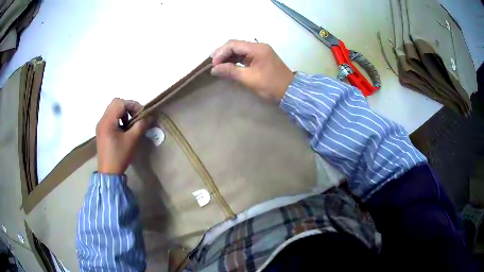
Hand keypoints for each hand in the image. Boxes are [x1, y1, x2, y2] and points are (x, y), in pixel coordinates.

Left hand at [96, 98, 147, 173]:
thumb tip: (148, 117)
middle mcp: (102, 120)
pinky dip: (118, 119)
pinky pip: (110, 118)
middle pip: (115, 103)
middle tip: (136, 117)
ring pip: (112, 110)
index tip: (142, 115)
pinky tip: (123, 129)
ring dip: (123, 113)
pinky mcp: (101, 131)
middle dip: (128, 107)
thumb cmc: (119, 156)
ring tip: (130, 124)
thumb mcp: (132, 140)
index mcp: (108, 121)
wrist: (109, 173)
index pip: (121, 103)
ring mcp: (101, 126)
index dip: (133, 105)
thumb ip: (140, 125)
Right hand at [211, 40, 293, 101]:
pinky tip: (228, 66)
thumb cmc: (270, 85)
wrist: (290, 92)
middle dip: (223, 53)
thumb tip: (214, 69)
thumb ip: (230, 71)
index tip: (213, 64)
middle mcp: (258, 46)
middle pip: (236, 45)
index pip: (233, 44)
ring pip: (239, 50)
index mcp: (257, 48)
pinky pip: (245, 56)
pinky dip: (235, 60)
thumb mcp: (249, 79)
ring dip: (228, 57)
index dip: (221, 52)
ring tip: (218, 66)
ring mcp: (260, 52)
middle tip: (213, 64)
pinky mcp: (260, 58)